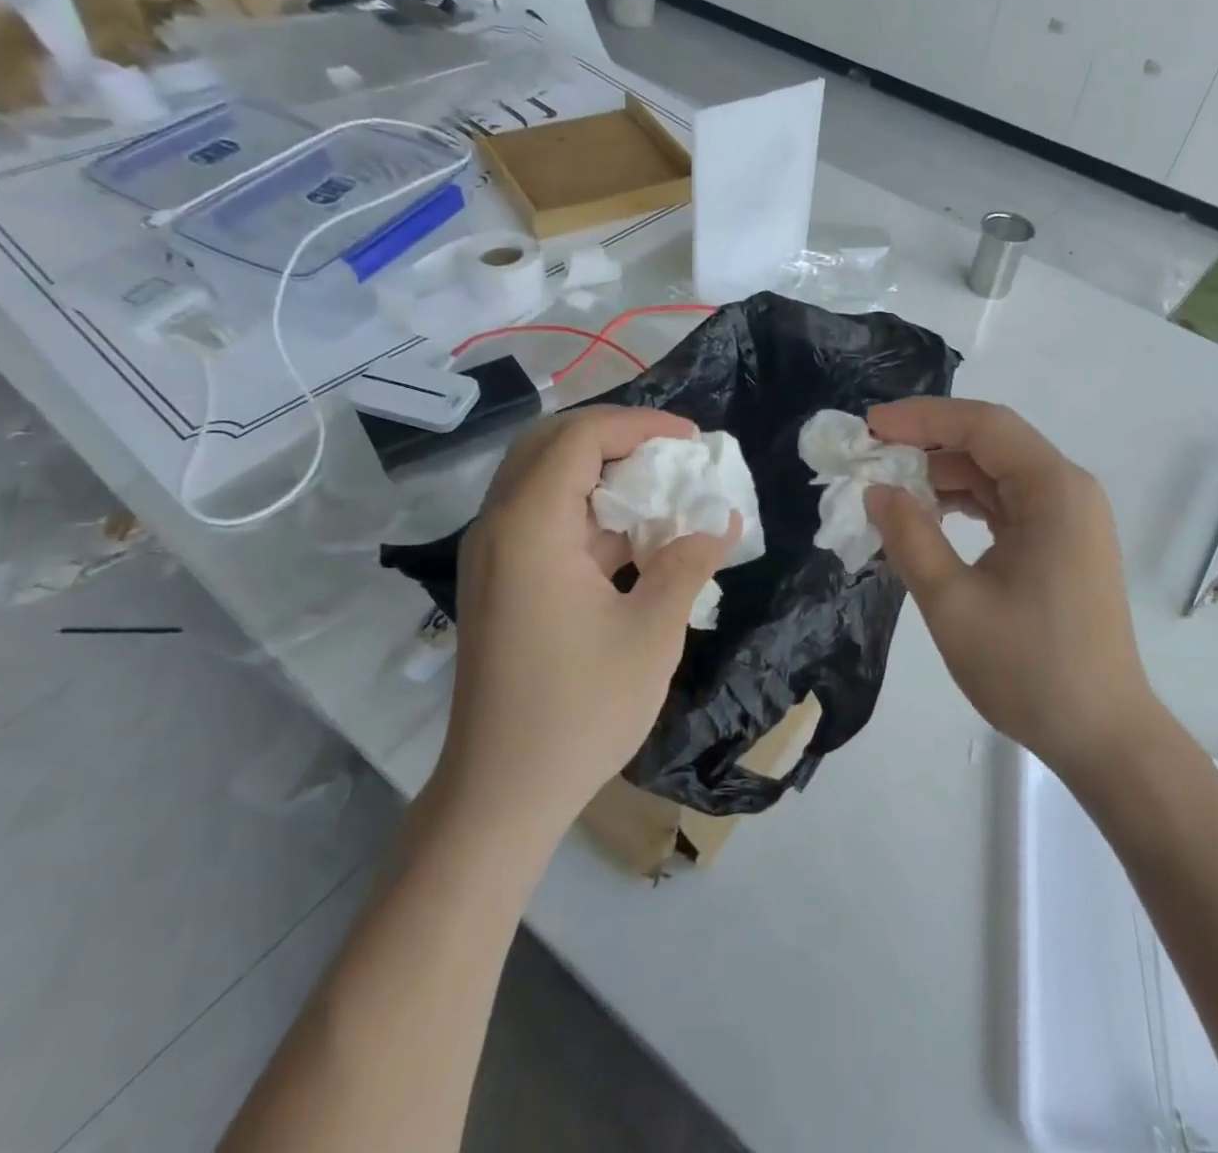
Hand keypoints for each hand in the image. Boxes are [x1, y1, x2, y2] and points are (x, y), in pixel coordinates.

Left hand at [438, 407, 739, 838]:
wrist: (501, 794)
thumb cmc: (579, 711)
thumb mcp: (652, 633)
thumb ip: (689, 564)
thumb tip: (723, 521)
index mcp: (530, 528)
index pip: (579, 437)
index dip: (639, 424)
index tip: (692, 440)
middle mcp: (500, 527)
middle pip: (551, 445)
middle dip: (616, 437)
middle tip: (670, 455)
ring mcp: (494, 556)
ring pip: (544, 480)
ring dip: (602, 473)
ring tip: (661, 490)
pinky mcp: (500, 582)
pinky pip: (542, 519)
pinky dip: (589, 512)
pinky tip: (635, 537)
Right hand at [864, 399, 1156, 778]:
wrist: (1101, 735)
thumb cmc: (1029, 669)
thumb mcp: (953, 603)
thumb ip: (910, 537)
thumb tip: (877, 491)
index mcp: (1054, 491)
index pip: (983, 427)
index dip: (922, 418)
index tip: (870, 427)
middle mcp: (1068, 491)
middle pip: (991, 444)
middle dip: (928, 445)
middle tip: (871, 458)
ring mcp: (1068, 517)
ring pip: (996, 474)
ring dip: (943, 476)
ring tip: (889, 490)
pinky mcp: (1061, 543)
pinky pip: (1006, 504)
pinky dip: (964, 504)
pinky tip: (926, 518)